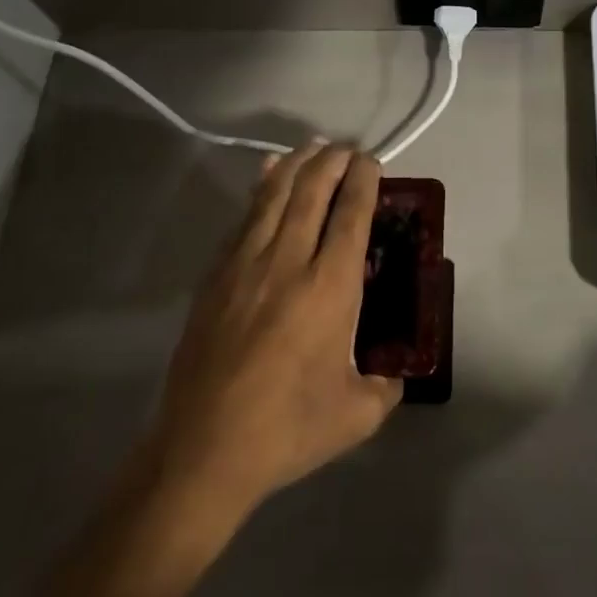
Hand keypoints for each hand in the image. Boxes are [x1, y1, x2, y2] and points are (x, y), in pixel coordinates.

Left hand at [152, 142, 403, 514]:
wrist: (203, 449)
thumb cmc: (287, 429)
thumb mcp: (357, 415)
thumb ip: (384, 387)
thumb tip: (393, 376)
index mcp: (329, 287)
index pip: (351, 214)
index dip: (364, 180)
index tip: (372, 162)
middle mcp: (288, 261)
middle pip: (313, 191)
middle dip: (333, 161)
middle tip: (347, 149)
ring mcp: (246, 264)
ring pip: (274, 195)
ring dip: (297, 165)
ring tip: (312, 148)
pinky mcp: (216, 276)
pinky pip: (243, 218)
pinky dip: (261, 189)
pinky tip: (267, 176)